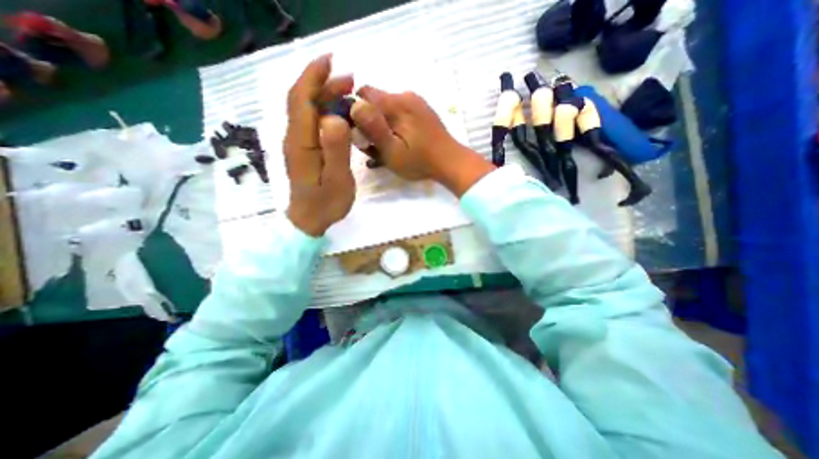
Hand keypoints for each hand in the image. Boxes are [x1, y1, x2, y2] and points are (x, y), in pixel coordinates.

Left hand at [286, 54, 355, 236]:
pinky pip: (312, 122)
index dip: (313, 76)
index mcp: (301, 142)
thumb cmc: (326, 203)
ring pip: (308, 110)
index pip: (302, 100)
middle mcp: (295, 138)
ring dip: (325, 96)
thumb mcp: (336, 179)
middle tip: (350, 81)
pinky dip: (325, 111)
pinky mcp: (305, 150)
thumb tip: (335, 117)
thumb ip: (335, 150)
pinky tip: (340, 114)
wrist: (310, 220)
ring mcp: (299, 144)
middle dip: (323, 83)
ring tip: (349, 93)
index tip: (331, 61)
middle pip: (303, 101)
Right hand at [351, 87, 491, 195]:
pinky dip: (394, 126)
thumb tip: (353, 105)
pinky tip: (401, 142)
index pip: (362, 94)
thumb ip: (373, 128)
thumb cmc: (420, 161)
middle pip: (374, 102)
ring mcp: (415, 102)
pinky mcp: (421, 111)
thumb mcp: (392, 151)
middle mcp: (405, 95)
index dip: (354, 112)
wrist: (451, 162)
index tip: (360, 134)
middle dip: (369, 123)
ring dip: (382, 126)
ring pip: (386, 109)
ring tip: (389, 147)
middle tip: (375, 147)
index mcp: (396, 103)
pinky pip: (399, 113)